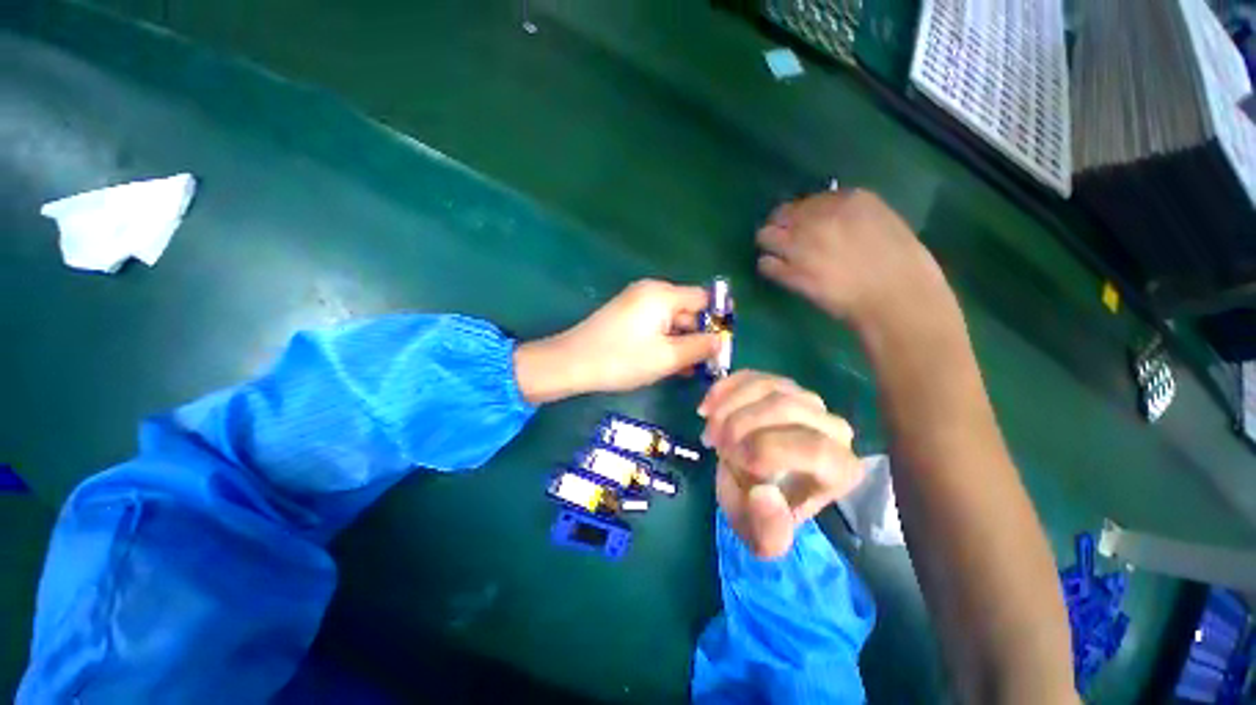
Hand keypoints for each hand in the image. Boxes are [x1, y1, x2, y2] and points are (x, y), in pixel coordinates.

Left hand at [514, 279, 721, 403]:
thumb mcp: (667, 356)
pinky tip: (671, 363)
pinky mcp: (626, 316)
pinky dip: (665, 341)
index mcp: (663, 294)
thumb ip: (699, 347)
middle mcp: (651, 291)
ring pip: (671, 320)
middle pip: (687, 309)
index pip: (703, 298)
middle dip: (699, 335)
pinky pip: (655, 325)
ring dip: (682, 342)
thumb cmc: (622, 359)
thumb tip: (721, 341)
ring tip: (690, 370)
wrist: (571, 363)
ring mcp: (636, 303)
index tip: (723, 345)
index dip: (717, 319)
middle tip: (707, 364)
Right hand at [698, 371, 863, 557]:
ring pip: (769, 386)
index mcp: (840, 470)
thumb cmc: (763, 509)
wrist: (753, 483)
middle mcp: (834, 429)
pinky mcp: (780, 385)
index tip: (733, 460)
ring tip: (710, 428)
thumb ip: (768, 530)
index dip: (768, 449)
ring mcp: (807, 401)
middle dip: (741, 424)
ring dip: (730, 405)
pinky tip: (708, 407)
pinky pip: (753, 376)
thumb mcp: (762, 536)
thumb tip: (765, 494)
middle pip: (789, 408)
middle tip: (715, 444)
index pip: (815, 449)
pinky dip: (724, 388)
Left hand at [756, 189, 950, 332]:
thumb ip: (851, 216)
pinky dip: (768, 267)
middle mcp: (818, 219)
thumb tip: (827, 219)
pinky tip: (778, 272)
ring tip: (777, 254)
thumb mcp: (882, 222)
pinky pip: (765, 264)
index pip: (807, 201)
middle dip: (780, 226)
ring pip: (764, 236)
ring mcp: (801, 246)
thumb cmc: (902, 264)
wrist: (896, 298)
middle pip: (780, 215)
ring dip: (769, 244)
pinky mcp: (791, 273)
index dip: (800, 214)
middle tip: (784, 239)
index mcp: (848, 201)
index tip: (801, 224)